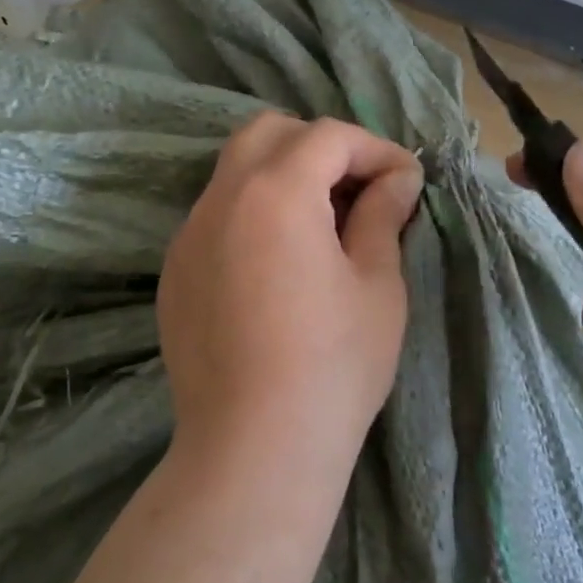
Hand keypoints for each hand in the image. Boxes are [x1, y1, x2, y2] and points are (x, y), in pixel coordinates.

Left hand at [158, 113, 423, 489]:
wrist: (254, 449)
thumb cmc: (333, 365)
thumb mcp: (377, 285)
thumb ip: (383, 216)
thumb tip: (398, 178)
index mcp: (275, 192)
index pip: (328, 137)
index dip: (376, 149)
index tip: (406, 183)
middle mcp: (221, 200)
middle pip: (268, 134)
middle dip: (320, 147)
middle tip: (359, 189)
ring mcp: (188, 236)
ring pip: (235, 172)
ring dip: (283, 177)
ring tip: (324, 225)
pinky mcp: (175, 273)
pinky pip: (216, 217)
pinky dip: (254, 214)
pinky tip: (280, 264)